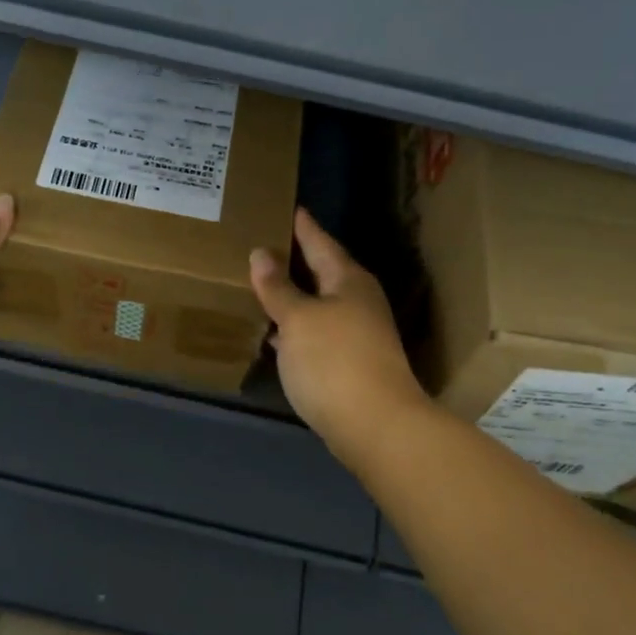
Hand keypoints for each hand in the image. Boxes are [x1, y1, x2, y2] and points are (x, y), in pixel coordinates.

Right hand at [250, 207, 429, 463]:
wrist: (376, 427)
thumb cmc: (334, 361)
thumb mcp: (297, 318)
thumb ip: (277, 287)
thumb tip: (261, 253)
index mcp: (347, 280)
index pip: (319, 241)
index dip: (301, 225)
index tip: (286, 207)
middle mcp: (357, 300)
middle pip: (321, 271)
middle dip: (293, 259)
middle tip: (260, 243)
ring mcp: (357, 333)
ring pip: (318, 303)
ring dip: (292, 295)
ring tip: (259, 283)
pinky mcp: (349, 362)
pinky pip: (316, 331)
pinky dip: (295, 326)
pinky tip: (274, 332)